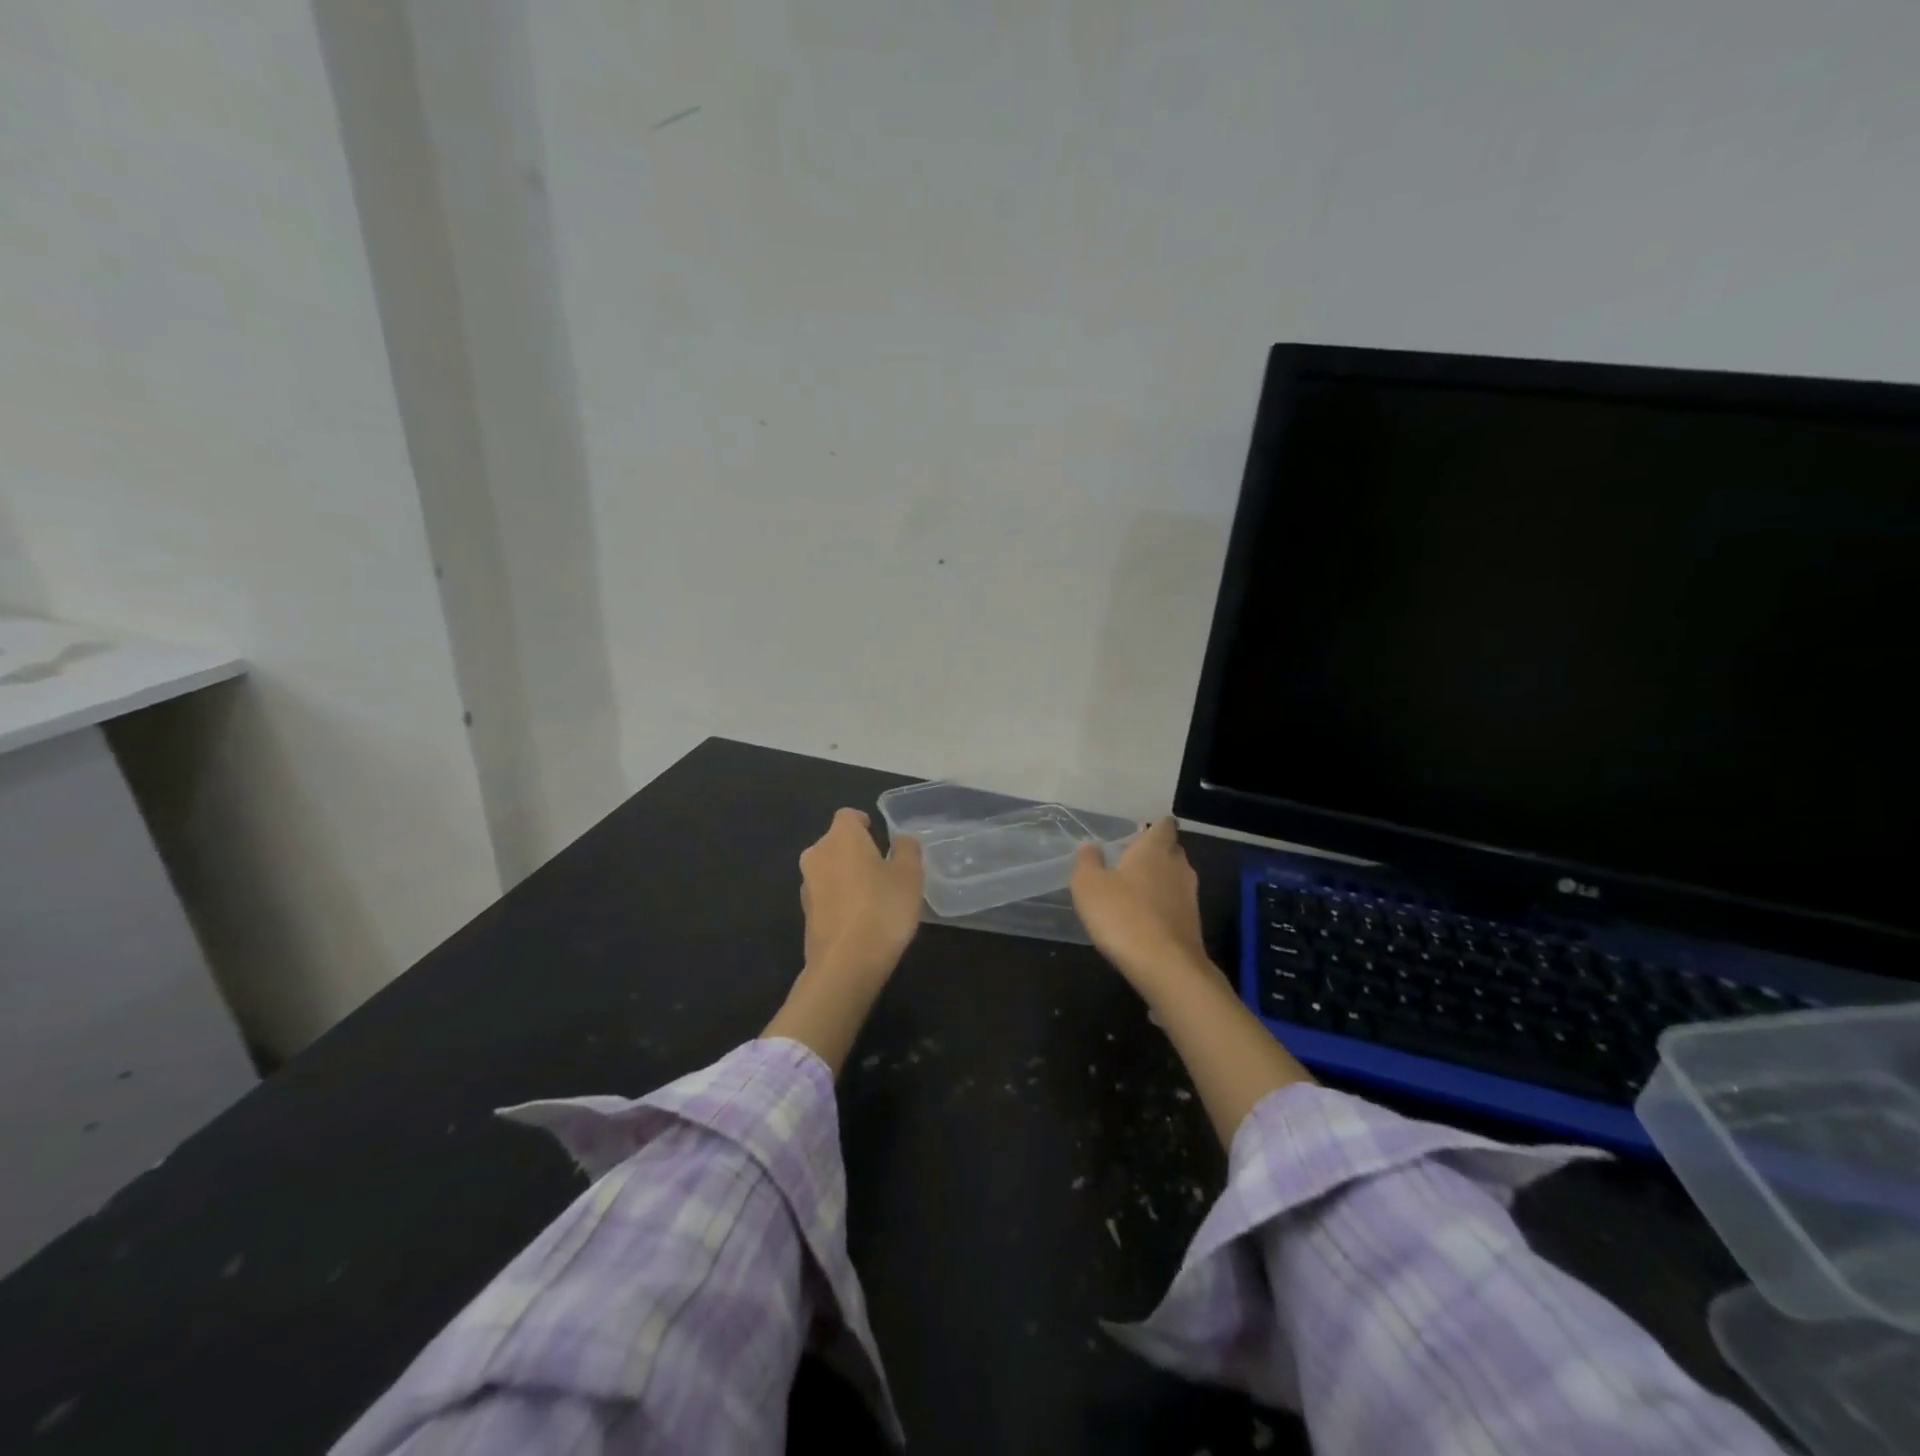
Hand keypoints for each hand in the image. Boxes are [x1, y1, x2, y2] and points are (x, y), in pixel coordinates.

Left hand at [799, 808, 924, 979]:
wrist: (846, 964)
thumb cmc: (882, 909)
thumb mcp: (910, 875)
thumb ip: (907, 849)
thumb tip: (901, 839)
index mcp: (841, 837)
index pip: (848, 816)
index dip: (864, 823)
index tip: (879, 836)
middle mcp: (817, 854)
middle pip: (835, 842)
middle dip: (855, 850)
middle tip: (882, 868)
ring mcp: (806, 886)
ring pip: (829, 869)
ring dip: (846, 875)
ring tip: (873, 896)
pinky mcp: (805, 914)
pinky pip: (825, 895)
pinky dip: (839, 899)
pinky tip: (860, 919)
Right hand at [1070, 817, 1209, 986]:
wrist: (1165, 966)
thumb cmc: (1122, 915)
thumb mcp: (1088, 886)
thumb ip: (1088, 862)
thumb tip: (1091, 846)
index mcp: (1154, 849)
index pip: (1164, 825)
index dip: (1155, 825)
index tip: (1142, 830)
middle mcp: (1177, 866)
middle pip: (1172, 850)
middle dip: (1156, 852)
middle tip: (1132, 859)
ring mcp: (1189, 896)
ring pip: (1176, 877)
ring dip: (1160, 880)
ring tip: (1136, 888)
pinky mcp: (1193, 924)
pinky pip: (1177, 903)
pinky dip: (1164, 905)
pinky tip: (1145, 917)